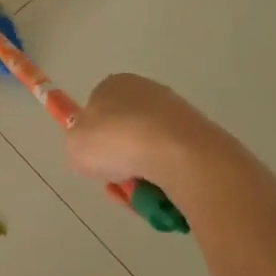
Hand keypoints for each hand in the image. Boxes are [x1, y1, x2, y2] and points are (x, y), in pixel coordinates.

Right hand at [65, 74, 214, 192]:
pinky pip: (172, 160)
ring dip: (141, 172)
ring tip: (139, 191)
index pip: (97, 108)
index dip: (93, 136)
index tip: (95, 158)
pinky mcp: (199, 134)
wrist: (175, 153)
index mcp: (113, 84)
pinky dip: (164, 177)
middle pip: (125, 130)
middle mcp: (145, 90)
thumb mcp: (76, 145)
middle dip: (120, 157)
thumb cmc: (115, 141)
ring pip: (149, 149)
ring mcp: (175, 111)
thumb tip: (94, 147)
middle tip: (116, 178)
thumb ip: (80, 143)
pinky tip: (161, 190)